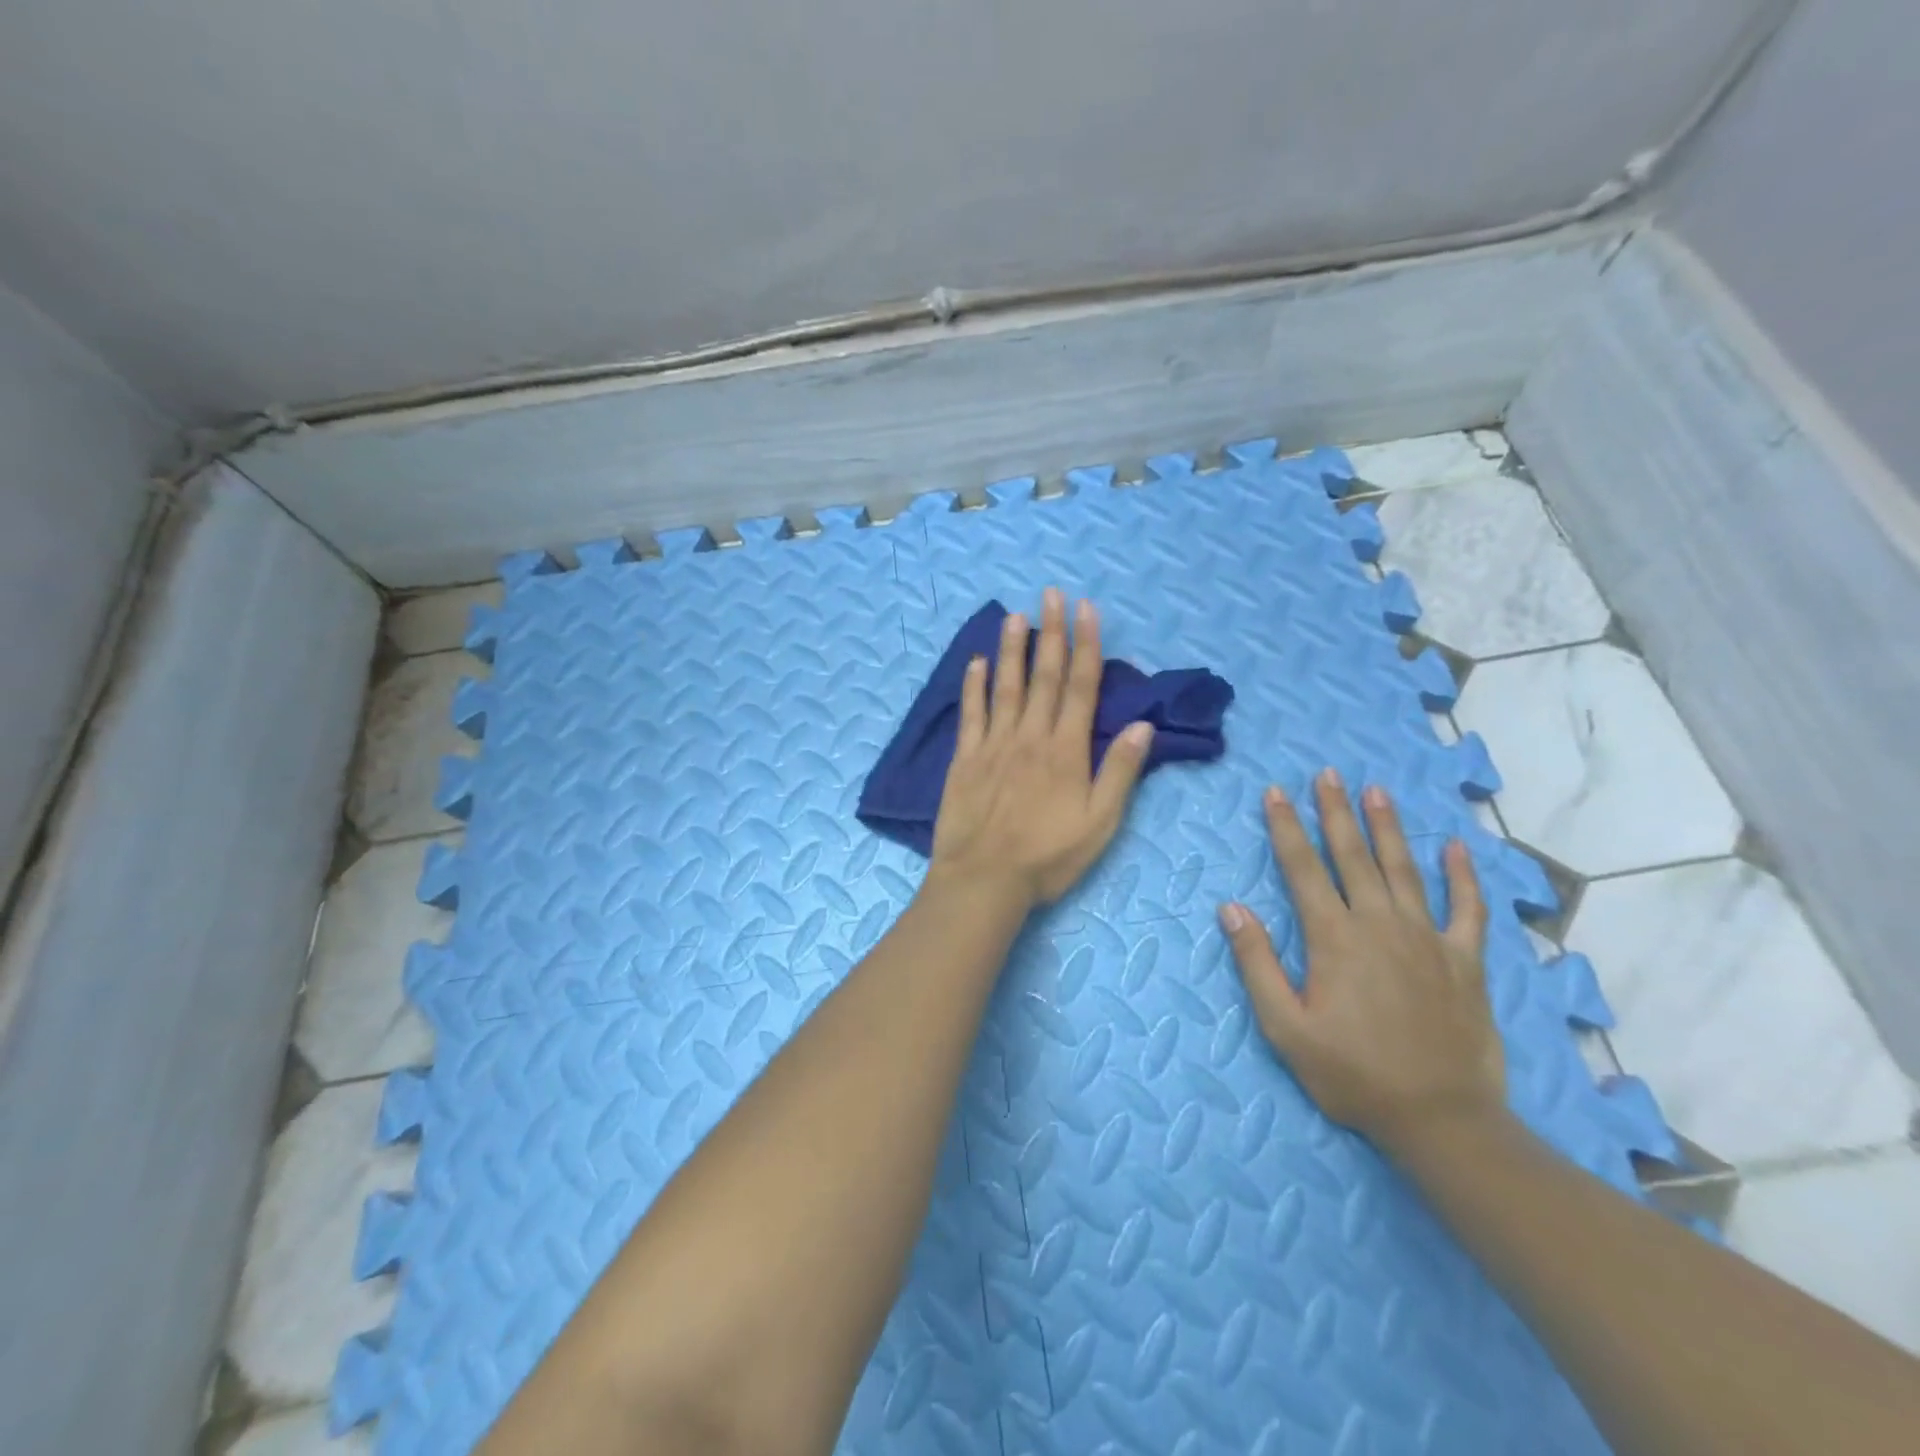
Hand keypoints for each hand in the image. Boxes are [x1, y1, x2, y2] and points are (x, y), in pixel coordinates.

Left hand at [929, 589, 1153, 909]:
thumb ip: (1119, 772)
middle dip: (1051, 633)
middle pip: (1043, 677)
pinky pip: (970, 713)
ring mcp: (993, 744)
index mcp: (1066, 750)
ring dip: (1012, 649)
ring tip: (1016, 615)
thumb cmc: (1048, 857)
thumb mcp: (1100, 823)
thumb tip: (1142, 725)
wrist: (985, 880)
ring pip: (1006, 686)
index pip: (1080, 686)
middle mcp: (1030, 737)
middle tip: (1051, 594)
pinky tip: (976, 662)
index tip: (1086, 610)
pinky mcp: (965, 759)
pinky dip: (973, 686)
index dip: (1085, 645)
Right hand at [1218, 770, 1505, 1157]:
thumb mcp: (1286, 1026)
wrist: (1442, 1120)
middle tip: (1328, 774)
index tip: (1276, 792)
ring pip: (1404, 869)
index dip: (1286, 827)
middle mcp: (1379, 924)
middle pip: (1353, 856)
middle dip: (1336, 812)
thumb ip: (1257, 963)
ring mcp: (1427, 939)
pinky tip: (1457, 848)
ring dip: (1388, 828)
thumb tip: (1231, 908)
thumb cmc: (1352, 1074)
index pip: (1303, 868)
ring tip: (1377, 791)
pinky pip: (1468, 909)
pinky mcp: (1465, 961)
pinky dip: (1463, 877)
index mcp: (1334, 938)